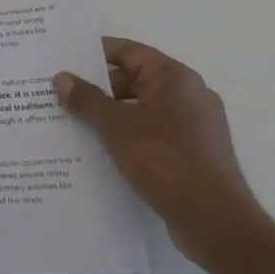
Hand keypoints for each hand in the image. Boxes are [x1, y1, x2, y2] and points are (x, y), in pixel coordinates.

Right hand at [54, 38, 267, 268]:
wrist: (215, 222)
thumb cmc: (164, 159)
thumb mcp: (116, 125)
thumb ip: (86, 99)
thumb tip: (61, 78)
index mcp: (175, 78)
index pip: (128, 51)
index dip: (93, 53)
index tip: (62, 58)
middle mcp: (189, 95)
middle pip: (134, 79)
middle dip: (96, 87)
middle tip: (59, 93)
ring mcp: (194, 127)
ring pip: (141, 109)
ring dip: (109, 114)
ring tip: (71, 121)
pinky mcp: (193, 154)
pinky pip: (151, 133)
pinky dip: (126, 136)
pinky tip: (98, 149)